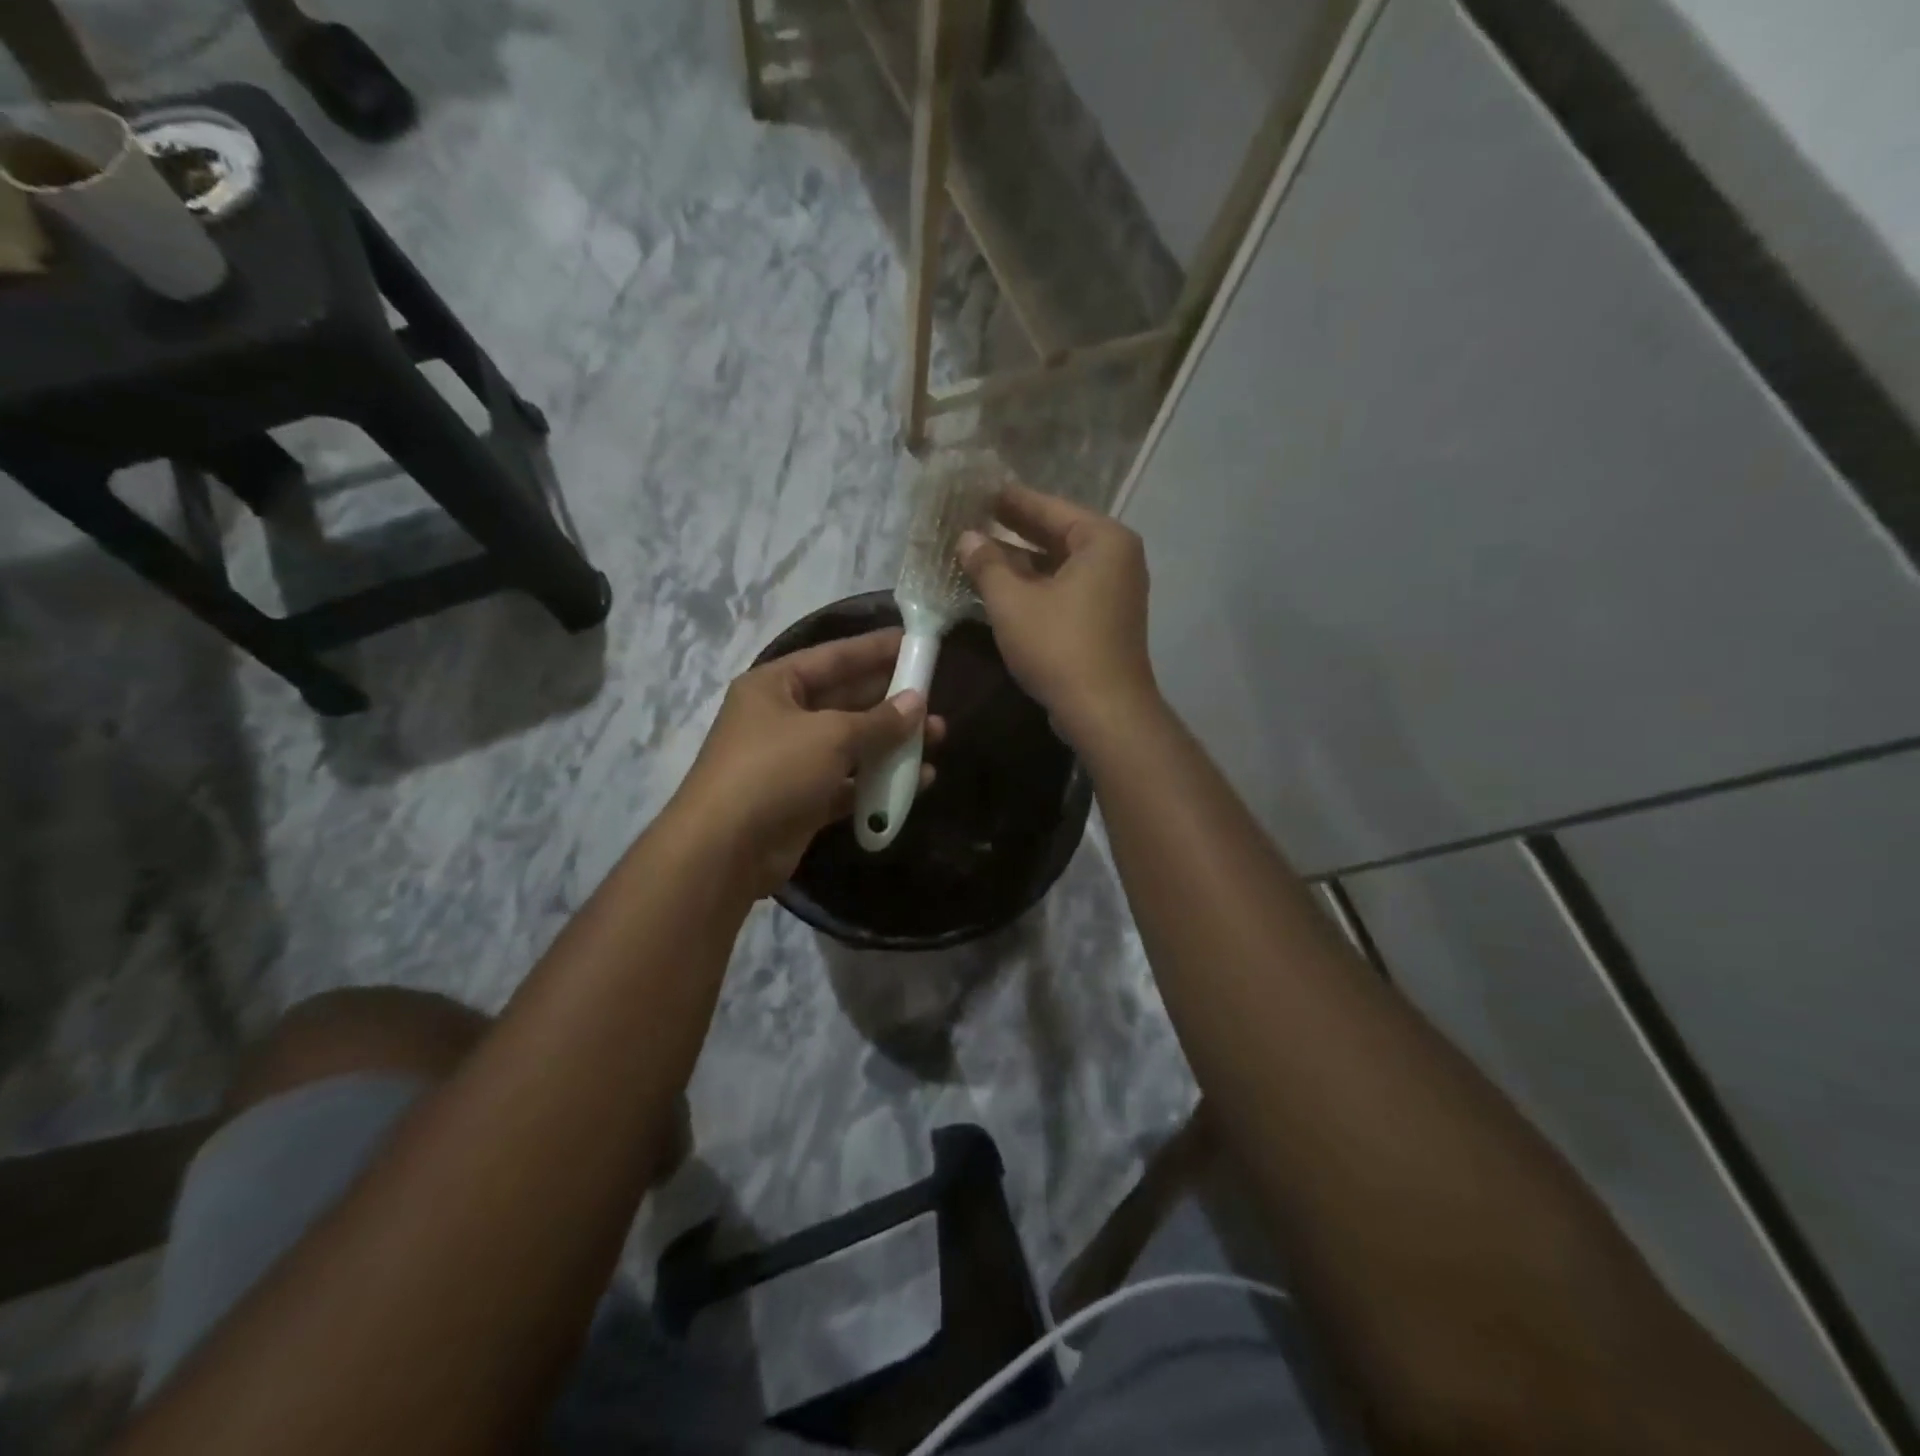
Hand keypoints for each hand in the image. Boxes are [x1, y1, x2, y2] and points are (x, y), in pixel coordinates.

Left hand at [668, 629, 944, 895]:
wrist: (724, 850)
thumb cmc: (774, 771)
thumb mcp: (831, 736)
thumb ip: (879, 720)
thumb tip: (917, 703)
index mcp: (775, 686)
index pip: (834, 657)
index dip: (875, 649)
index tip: (915, 642)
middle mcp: (782, 718)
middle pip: (846, 700)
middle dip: (891, 700)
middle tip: (935, 696)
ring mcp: (792, 762)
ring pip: (851, 744)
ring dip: (892, 742)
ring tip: (937, 738)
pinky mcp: (804, 800)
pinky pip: (849, 782)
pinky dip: (879, 781)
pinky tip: (919, 780)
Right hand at [959, 484, 1156, 746]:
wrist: (1104, 710)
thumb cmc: (1059, 646)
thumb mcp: (1012, 602)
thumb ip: (987, 564)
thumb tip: (967, 538)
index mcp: (1102, 540)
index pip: (1049, 507)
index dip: (1010, 501)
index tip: (979, 490)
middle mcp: (1116, 557)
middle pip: (1058, 534)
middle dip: (1014, 530)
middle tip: (974, 517)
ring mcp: (1115, 590)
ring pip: (1060, 565)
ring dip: (1022, 562)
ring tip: (979, 552)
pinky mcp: (1107, 619)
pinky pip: (1067, 589)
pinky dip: (1038, 586)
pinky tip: (1004, 588)